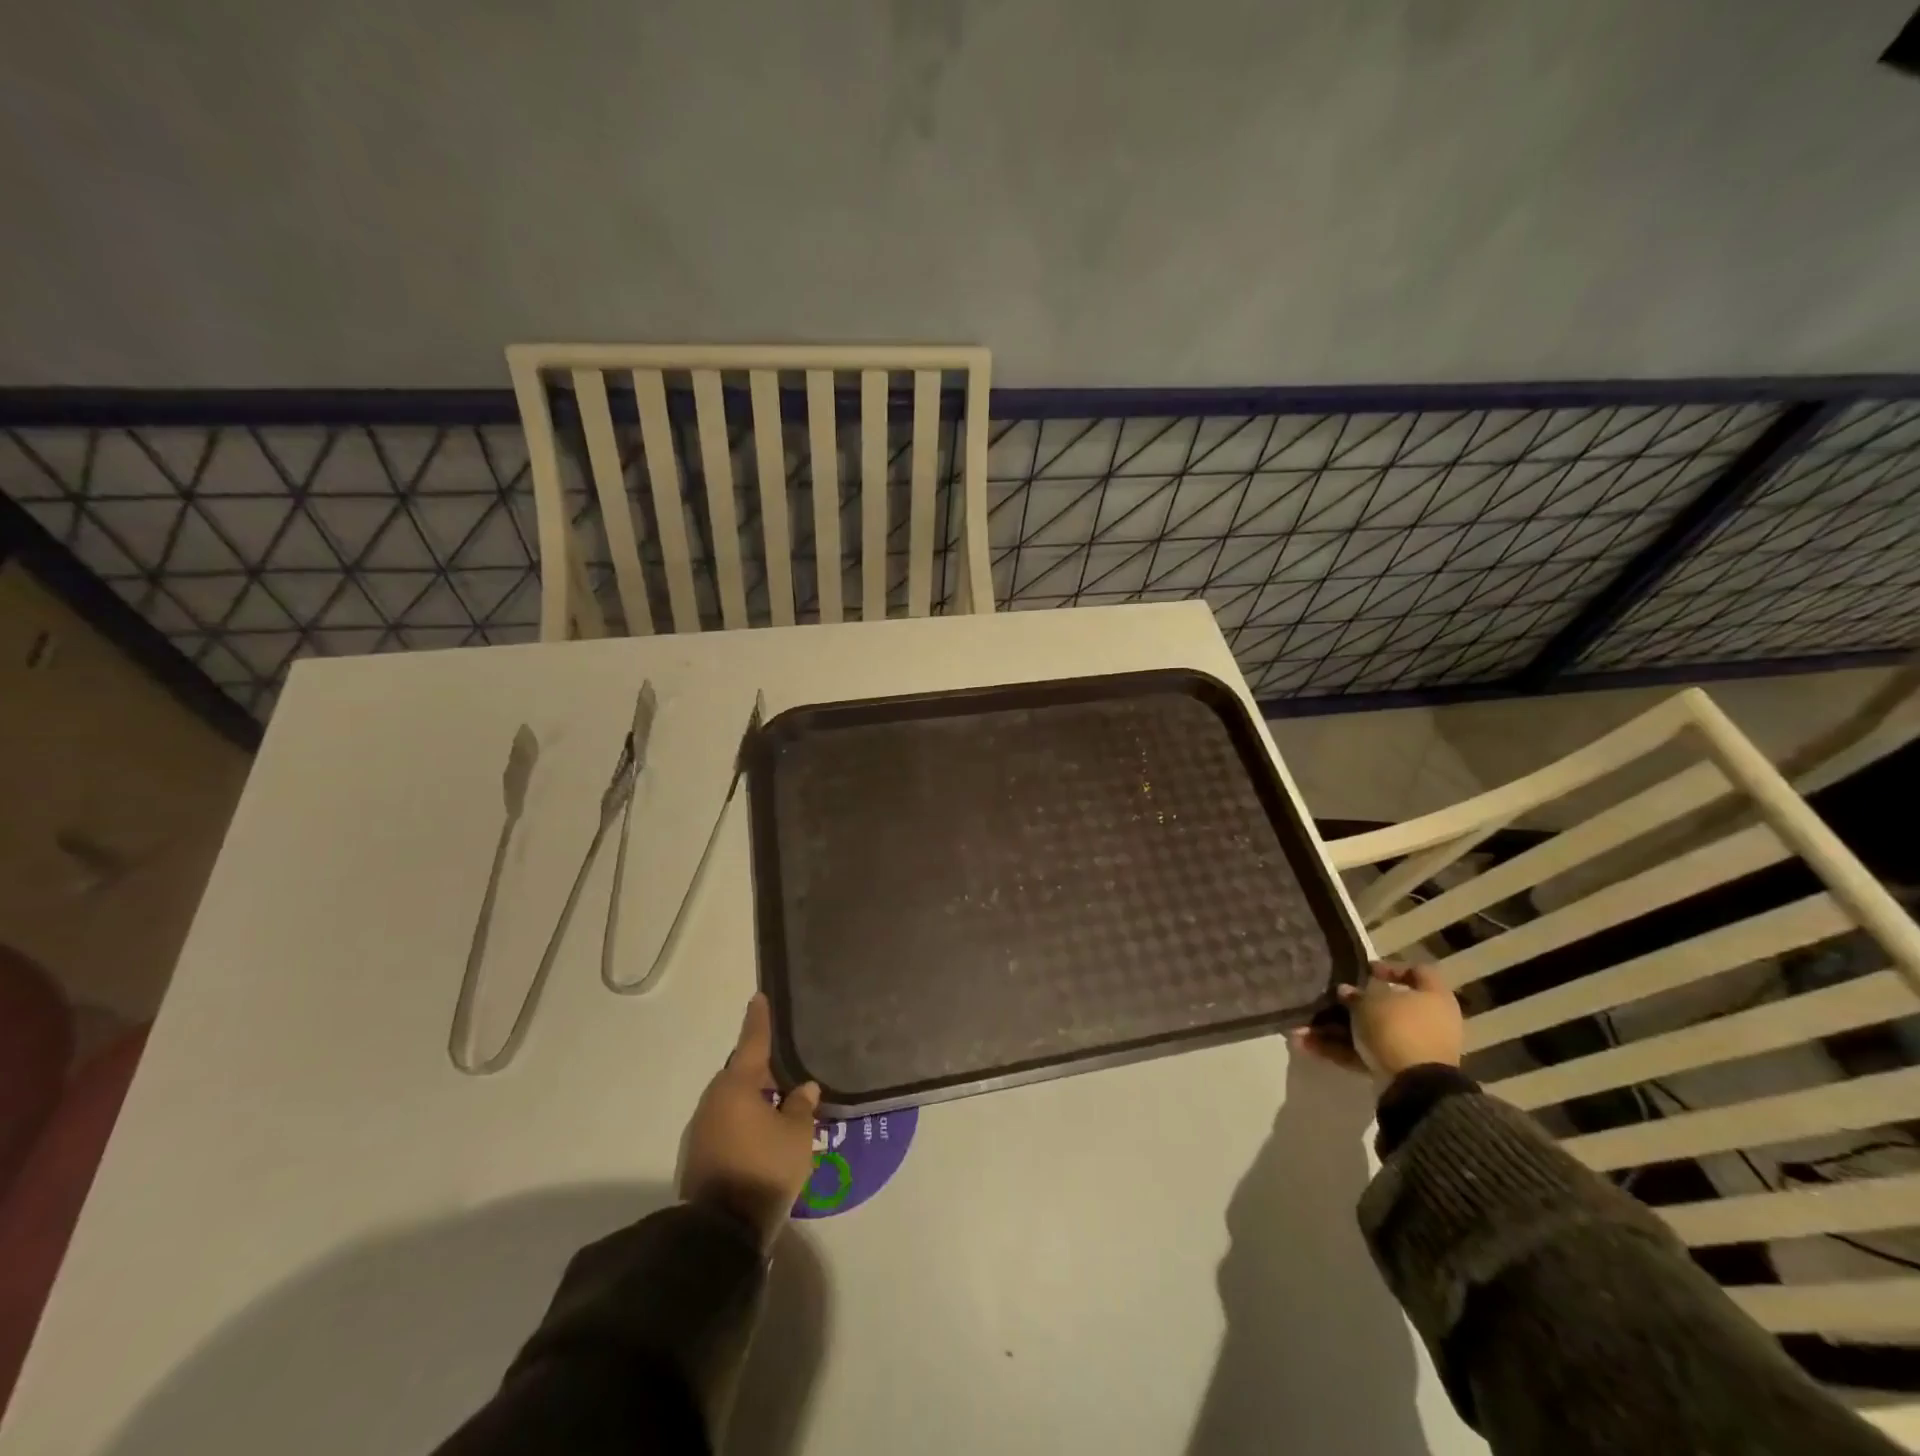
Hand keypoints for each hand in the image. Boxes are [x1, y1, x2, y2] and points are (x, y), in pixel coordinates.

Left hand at [681, 994, 821, 1249]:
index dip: (759, 1020)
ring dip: (753, 1099)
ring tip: (779, 1103)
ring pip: (732, 1101)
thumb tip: (802, 1088)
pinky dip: (743, 1121)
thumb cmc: (763, 1170)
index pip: (752, 1042)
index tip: (759, 997)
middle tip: (786, 1067)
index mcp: (736, 1086)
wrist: (718, 1234)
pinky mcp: (697, 1156)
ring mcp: (701, 1129)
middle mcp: (713, 1100)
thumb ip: (801, 1107)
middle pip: (740, 1074)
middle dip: (761, 1069)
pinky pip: (726, 1124)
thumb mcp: (797, 1137)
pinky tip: (762, 1134)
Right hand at [1291, 963, 1463, 1083]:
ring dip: (1337, 1030)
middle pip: (1388, 1006)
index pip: (1419, 971)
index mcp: (1434, 998)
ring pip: (1371, 1032)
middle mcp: (1429, 1021)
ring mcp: (1414, 1048)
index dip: (1391, 967)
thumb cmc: (1397, 1028)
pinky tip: (1307, 1046)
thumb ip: (1355, 994)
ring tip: (1302, 1029)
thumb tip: (1345, 991)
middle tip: (1328, 1000)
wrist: (1416, 1087)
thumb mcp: (1368, 1002)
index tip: (1365, 970)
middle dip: (1352, 1005)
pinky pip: (1367, 1053)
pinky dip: (1341, 1050)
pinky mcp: (1399, 1070)